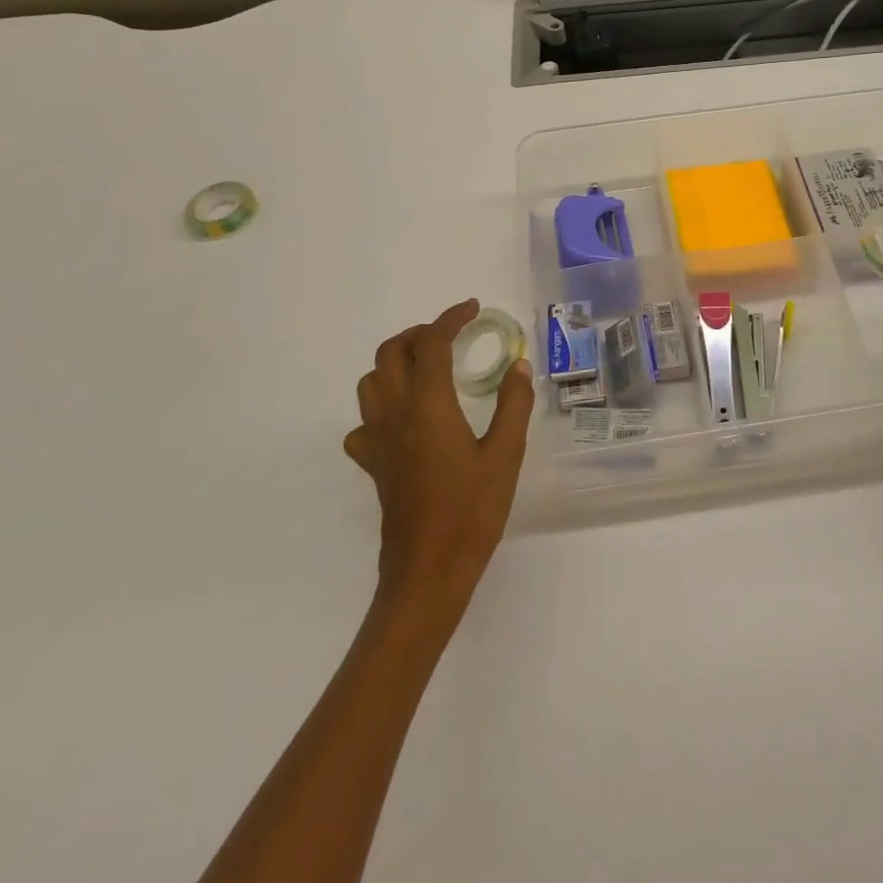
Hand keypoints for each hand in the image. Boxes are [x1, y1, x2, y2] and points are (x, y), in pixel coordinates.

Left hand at [346, 300, 534, 617]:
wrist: (428, 573)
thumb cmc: (472, 512)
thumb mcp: (505, 455)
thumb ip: (513, 404)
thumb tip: (518, 364)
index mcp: (428, 406)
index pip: (431, 344)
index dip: (450, 318)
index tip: (473, 309)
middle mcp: (395, 415)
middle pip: (390, 354)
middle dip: (418, 334)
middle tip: (451, 337)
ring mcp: (378, 441)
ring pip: (370, 382)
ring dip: (395, 362)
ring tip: (428, 368)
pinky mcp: (373, 465)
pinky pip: (364, 423)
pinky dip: (382, 407)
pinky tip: (406, 420)